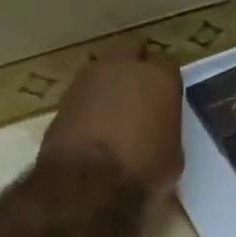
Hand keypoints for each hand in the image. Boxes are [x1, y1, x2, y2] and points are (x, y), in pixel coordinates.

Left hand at [39, 51, 183, 206]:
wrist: (89, 182)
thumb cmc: (144, 169)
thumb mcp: (173, 155)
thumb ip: (165, 129)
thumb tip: (156, 131)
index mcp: (158, 78)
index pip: (167, 63)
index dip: (166, 80)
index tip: (166, 97)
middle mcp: (122, 68)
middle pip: (131, 54)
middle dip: (135, 69)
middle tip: (141, 96)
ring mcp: (87, 80)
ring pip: (103, 71)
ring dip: (109, 85)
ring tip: (114, 113)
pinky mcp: (62, 99)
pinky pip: (83, 94)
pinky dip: (89, 105)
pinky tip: (94, 128)